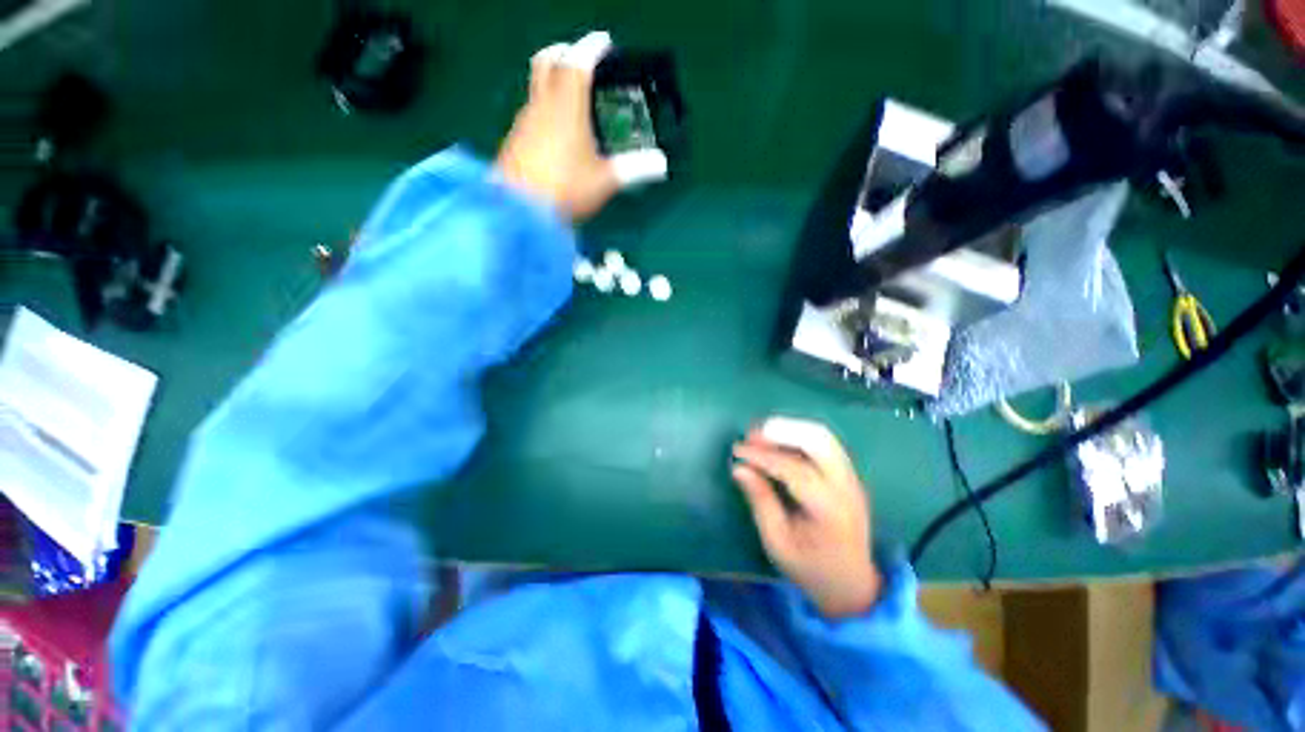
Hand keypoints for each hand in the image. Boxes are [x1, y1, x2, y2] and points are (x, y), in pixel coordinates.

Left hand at [495, 32, 664, 220]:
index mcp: (567, 105)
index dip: (593, 46)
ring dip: (553, 80)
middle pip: (547, 61)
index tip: (604, 41)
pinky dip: (545, 106)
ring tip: (572, 95)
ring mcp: (524, 121)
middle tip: (581, 57)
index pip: (579, 61)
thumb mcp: (605, 181)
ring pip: (537, 86)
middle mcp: (542, 104)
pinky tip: (555, 128)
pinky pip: (531, 110)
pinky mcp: (515, 139)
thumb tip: (662, 163)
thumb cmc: (566, 189)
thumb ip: (633, 169)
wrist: (519, 210)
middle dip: (564, 51)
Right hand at [732, 417, 881, 618]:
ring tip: (761, 434)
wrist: (851, 584)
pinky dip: (799, 435)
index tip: (737, 450)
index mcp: (830, 510)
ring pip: (823, 436)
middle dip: (781, 431)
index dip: (763, 456)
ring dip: (790, 428)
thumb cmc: (810, 568)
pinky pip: (825, 443)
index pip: (795, 470)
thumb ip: (760, 501)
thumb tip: (738, 468)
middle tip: (751, 435)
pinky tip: (779, 441)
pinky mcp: (848, 474)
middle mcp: (846, 487)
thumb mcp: (777, 542)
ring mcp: (851, 478)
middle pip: (818, 441)